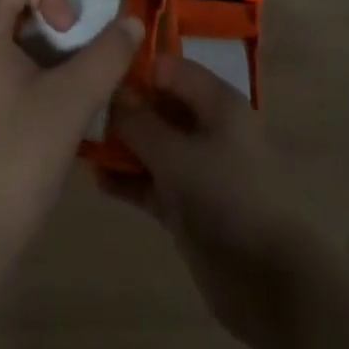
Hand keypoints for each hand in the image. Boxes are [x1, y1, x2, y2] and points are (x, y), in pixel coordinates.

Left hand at [0, 0, 143, 258]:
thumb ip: (107, 55)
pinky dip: (25, 61)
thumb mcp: (72, 102)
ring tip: (68, 78)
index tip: (71, 34)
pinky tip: (47, 101)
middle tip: (77, 52)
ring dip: (42, 40)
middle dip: (52, 14)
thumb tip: (133, 24)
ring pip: (4, 27)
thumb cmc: (17, 159)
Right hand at [107, 53, 318, 348]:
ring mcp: (197, 167)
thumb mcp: (177, 155)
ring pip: (152, 144)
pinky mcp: (188, 204)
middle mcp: (207, 127)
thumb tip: (109, 89)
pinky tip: (96, 179)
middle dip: (122, 106)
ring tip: (79, 140)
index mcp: (216, 102)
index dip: (134, 67)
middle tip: (78, 105)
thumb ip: (139, 122)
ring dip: (121, 144)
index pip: (169, 68)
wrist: (269, 281)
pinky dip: (128, 179)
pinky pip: (152, 181)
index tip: (94, 70)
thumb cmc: (227, 197)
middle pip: (159, 104)